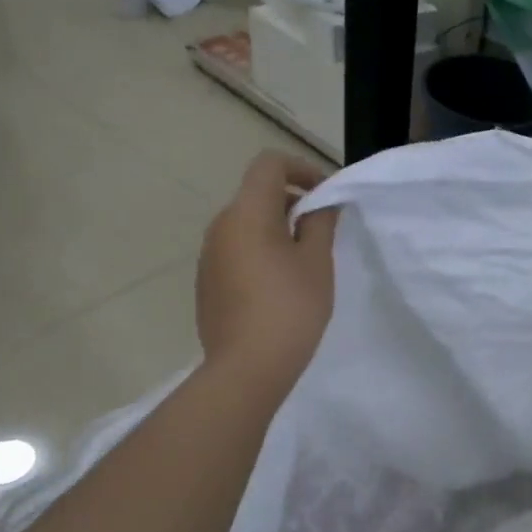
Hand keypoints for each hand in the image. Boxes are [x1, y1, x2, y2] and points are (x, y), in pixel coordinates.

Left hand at [196, 152, 338, 397]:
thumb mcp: (317, 262)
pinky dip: (259, 253)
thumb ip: (320, 222)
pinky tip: (278, 288)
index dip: (301, 168)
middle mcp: (220, 226)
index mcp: (247, 213)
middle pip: (256, 194)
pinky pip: (236, 252)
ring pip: (245, 225)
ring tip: (303, 262)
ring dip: (275, 229)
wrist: (247, 367)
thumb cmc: (290, 308)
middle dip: (291, 202)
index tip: (325, 194)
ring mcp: (209, 256)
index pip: (270, 165)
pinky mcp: (207, 283)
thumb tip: (319, 203)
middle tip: (322, 231)